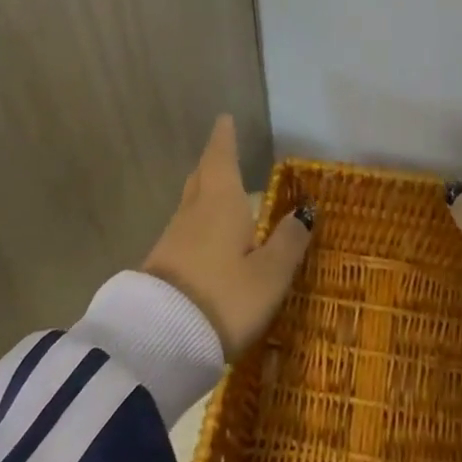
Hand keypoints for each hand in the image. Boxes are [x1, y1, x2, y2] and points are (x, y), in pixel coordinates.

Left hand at [143, 115, 313, 358]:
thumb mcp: (269, 274)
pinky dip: (200, 223)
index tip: (224, 119)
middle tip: (223, 151)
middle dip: (213, 162)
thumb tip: (304, 212)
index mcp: (220, 202)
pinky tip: (210, 238)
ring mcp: (173, 238)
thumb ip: (287, 242)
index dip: (224, 138)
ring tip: (224, 194)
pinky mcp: (162, 265)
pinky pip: (186, 231)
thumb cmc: (224, 297)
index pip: (221, 158)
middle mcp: (193, 212)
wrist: (158, 341)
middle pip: (202, 178)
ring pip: (192, 204)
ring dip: (206, 193)